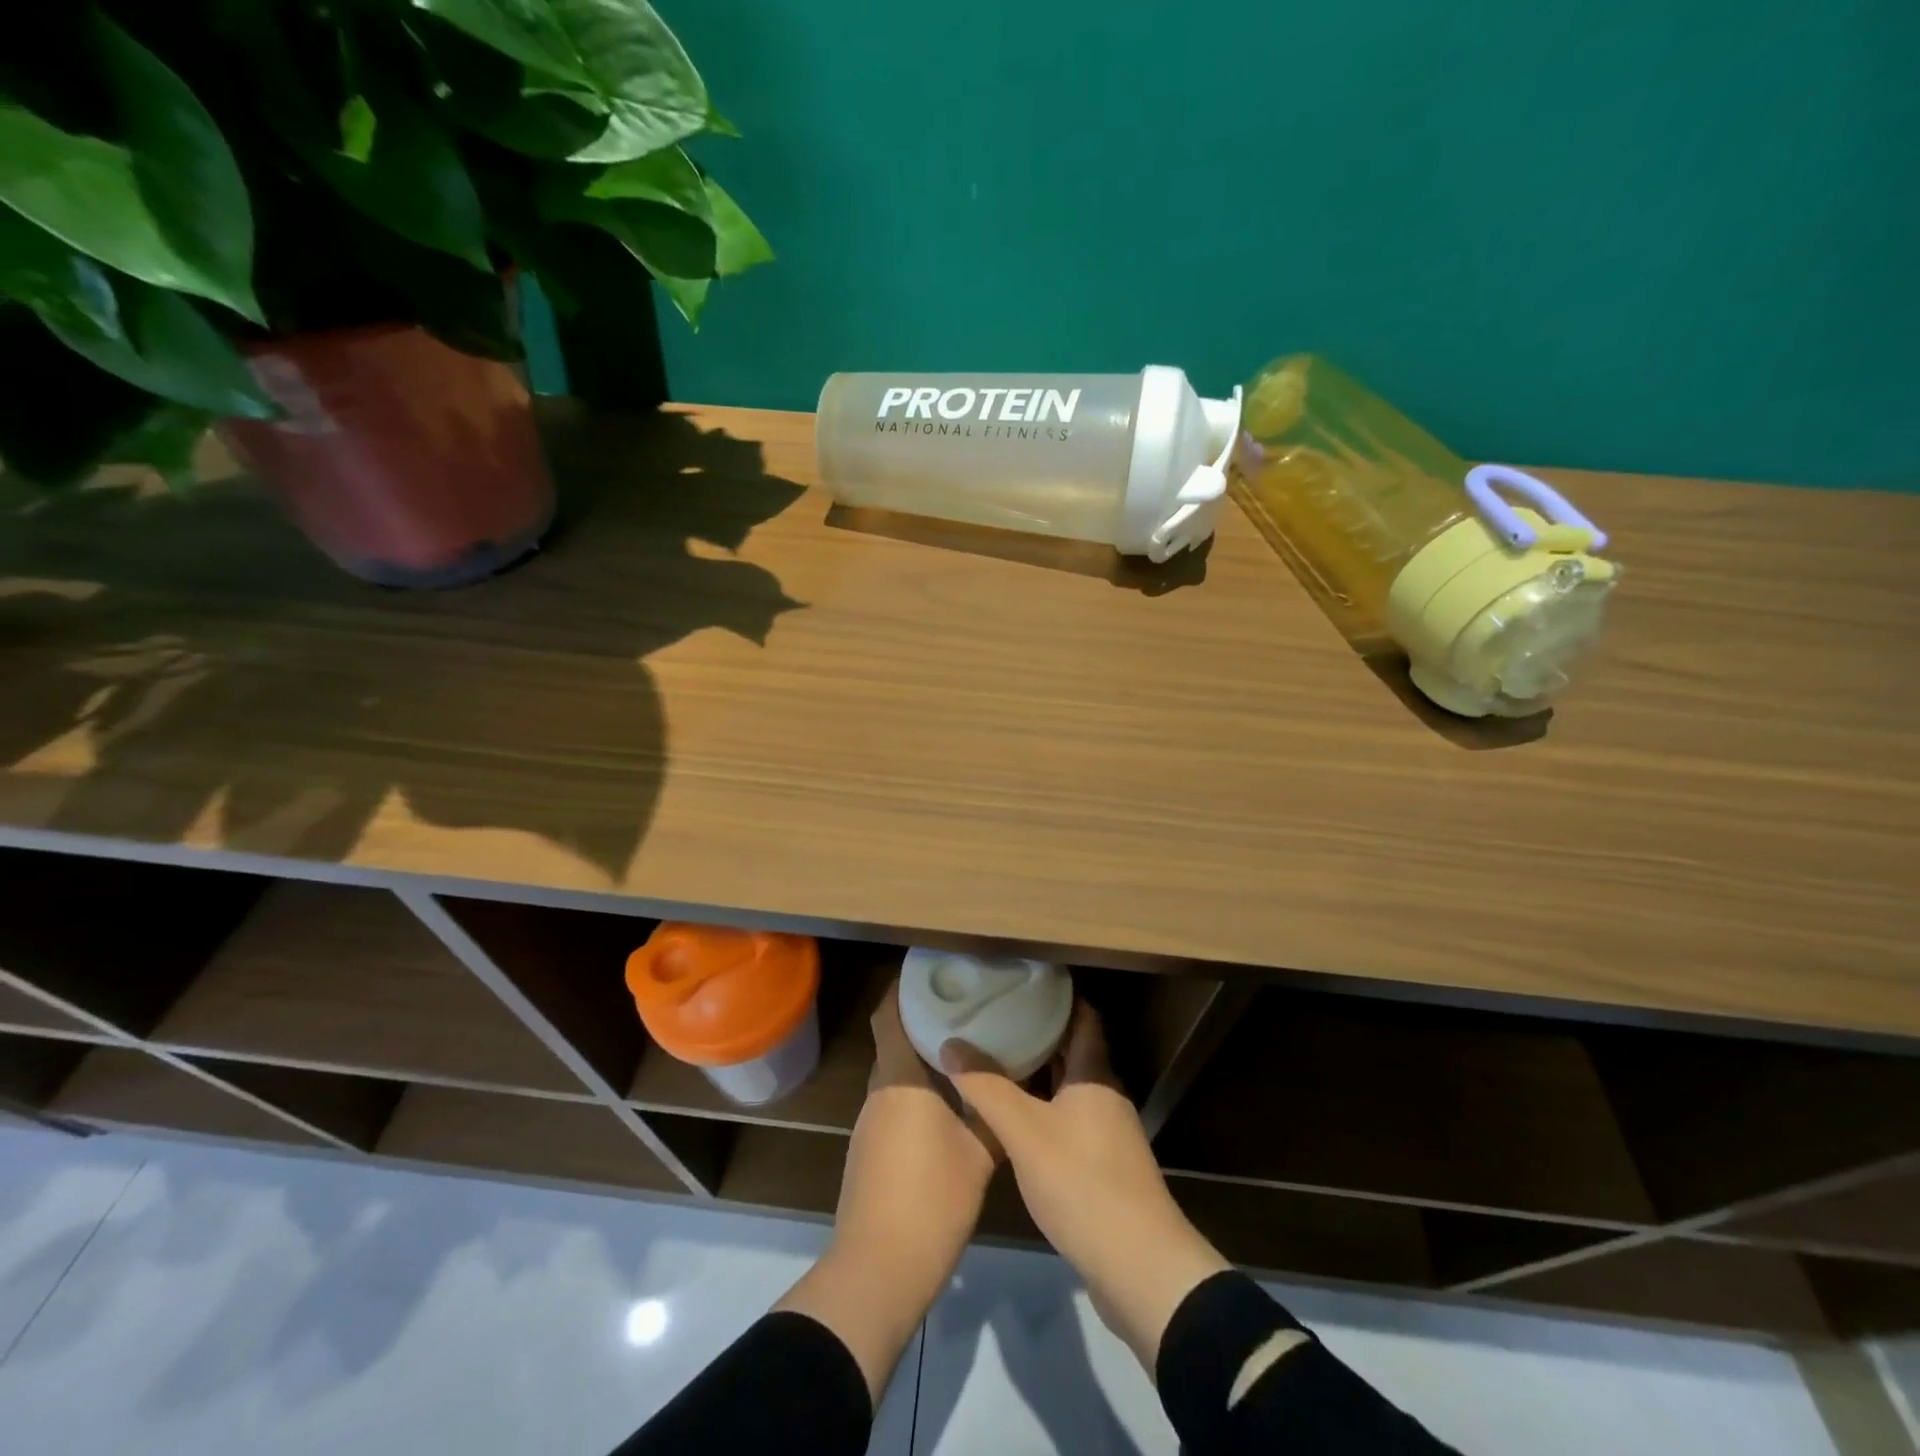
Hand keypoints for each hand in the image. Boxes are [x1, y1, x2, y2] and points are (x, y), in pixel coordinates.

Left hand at [776, 978, 997, 1398]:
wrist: (880, 1268)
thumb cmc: (932, 1199)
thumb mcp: (979, 1153)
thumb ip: (992, 1111)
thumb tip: (1012, 1083)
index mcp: (900, 1080)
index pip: (888, 1016)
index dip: (902, 988)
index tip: (930, 971)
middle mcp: (879, 1092)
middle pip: (893, 1041)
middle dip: (920, 1020)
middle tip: (961, 1007)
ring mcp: (870, 1124)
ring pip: (895, 1074)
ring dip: (920, 1058)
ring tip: (961, 1048)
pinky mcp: (870, 1151)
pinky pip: (894, 1102)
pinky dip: (916, 1090)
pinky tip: (946, 1101)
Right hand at [941, 999, 1228, 1370]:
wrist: (1139, 1266)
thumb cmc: (1083, 1184)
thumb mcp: (1025, 1132)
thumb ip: (987, 1087)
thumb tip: (951, 1043)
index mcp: (1095, 1074)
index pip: (1082, 1015)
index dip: (1055, 995)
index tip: (1019, 981)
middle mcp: (1105, 1094)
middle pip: (1073, 1049)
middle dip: (1037, 1031)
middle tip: (995, 1016)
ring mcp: (1108, 1131)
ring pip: (1069, 1085)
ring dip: (1038, 1071)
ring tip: (996, 1057)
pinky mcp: (1104, 1164)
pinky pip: (1069, 1117)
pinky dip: (1043, 1106)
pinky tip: (1014, 1117)